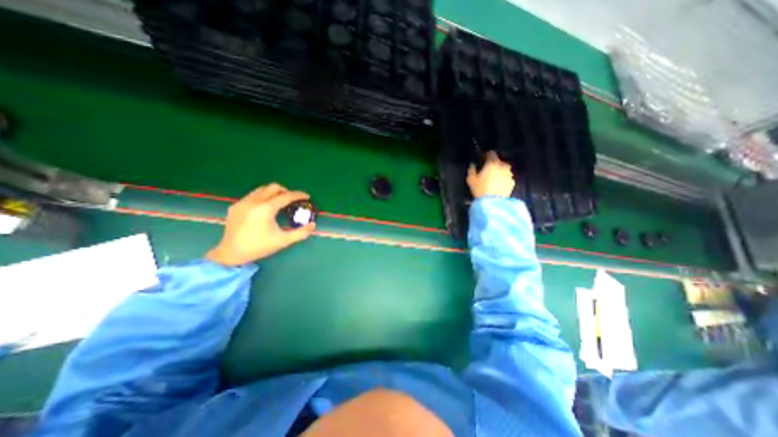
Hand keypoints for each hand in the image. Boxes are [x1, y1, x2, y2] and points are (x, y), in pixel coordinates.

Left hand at [207, 183, 316, 265]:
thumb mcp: (283, 241)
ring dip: (274, 193)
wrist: (231, 254)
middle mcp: (253, 202)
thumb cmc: (259, 247)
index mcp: (265, 209)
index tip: (307, 196)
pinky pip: (252, 195)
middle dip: (286, 191)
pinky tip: (265, 209)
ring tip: (280, 202)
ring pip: (262, 189)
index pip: (286, 196)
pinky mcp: (235, 206)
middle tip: (293, 199)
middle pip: (273, 187)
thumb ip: (301, 233)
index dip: (298, 195)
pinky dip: (263, 197)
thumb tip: (313, 225)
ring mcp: (242, 202)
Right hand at [468, 149, 514, 198]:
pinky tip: (497, 185)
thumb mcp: (471, 180)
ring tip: (492, 178)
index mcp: (492, 163)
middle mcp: (503, 166)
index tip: (482, 159)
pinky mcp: (512, 183)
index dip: (486, 155)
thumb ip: (471, 170)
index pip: (491, 153)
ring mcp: (509, 174)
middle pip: (498, 161)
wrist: (493, 203)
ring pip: (503, 170)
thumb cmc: (480, 189)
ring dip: (499, 172)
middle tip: (486, 170)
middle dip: (493, 164)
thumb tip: (472, 165)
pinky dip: (503, 179)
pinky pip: (507, 178)